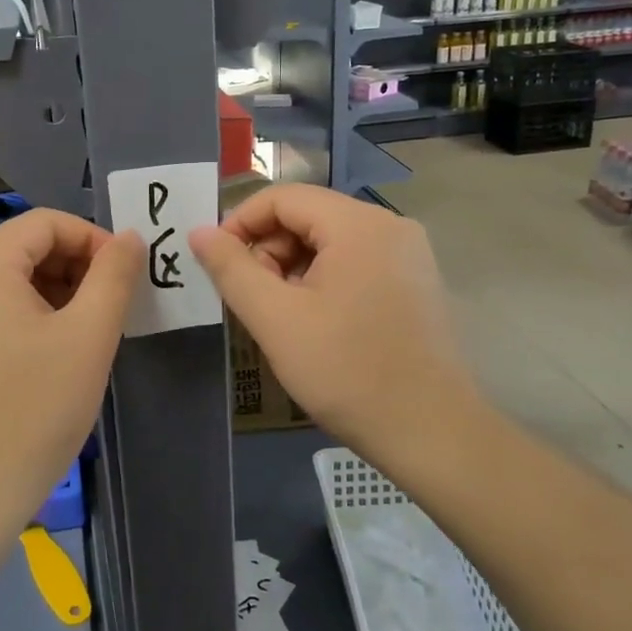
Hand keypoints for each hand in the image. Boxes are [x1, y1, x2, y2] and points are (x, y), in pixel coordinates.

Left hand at [0, 209, 139, 541]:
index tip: (125, 276)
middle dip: (75, 270)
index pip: (45, 223)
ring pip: (8, 286)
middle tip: (112, 311)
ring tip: (87, 338)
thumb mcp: (88, 337)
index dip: (93, 239)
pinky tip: (51, 361)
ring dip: (55, 297)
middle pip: (24, 251)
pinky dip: (28, 322)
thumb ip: (114, 277)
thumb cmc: (32, 411)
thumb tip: (128, 237)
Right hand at [190, 184, 474, 470]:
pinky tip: (314, 322)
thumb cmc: (347, 371)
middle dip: (268, 250)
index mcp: (359, 224)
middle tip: (251, 298)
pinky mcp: (415, 282)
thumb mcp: (275, 318)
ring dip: (293, 268)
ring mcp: (409, 254)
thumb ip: (231, 269)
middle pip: (308, 216)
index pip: (283, 197)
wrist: (432, 433)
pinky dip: (323, 280)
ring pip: (330, 241)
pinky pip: (355, 262)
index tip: (216, 264)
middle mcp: (390, 226)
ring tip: (280, 316)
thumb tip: (199, 232)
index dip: (240, 223)